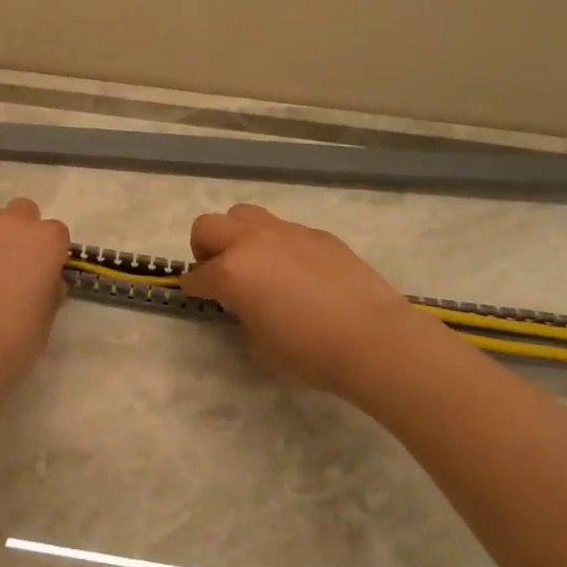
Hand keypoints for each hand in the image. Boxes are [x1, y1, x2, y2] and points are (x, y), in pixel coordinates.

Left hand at [0, 199, 72, 398]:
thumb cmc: (15, 339)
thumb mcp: (46, 317)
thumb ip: (48, 289)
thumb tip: (44, 281)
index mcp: (47, 240)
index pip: (54, 232)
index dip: (46, 252)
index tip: (38, 272)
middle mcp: (14, 222)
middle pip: (21, 211)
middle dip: (17, 230)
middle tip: (6, 262)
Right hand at [181, 203, 419, 395]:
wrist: (372, 338)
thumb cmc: (309, 351)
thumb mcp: (260, 346)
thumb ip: (243, 318)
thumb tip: (246, 307)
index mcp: (231, 273)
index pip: (198, 276)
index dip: (194, 287)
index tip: (198, 295)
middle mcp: (252, 242)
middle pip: (208, 225)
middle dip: (204, 247)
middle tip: (219, 272)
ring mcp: (286, 232)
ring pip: (245, 214)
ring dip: (238, 235)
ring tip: (255, 262)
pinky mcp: (317, 234)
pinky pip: (285, 230)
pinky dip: (279, 245)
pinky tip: (299, 272)